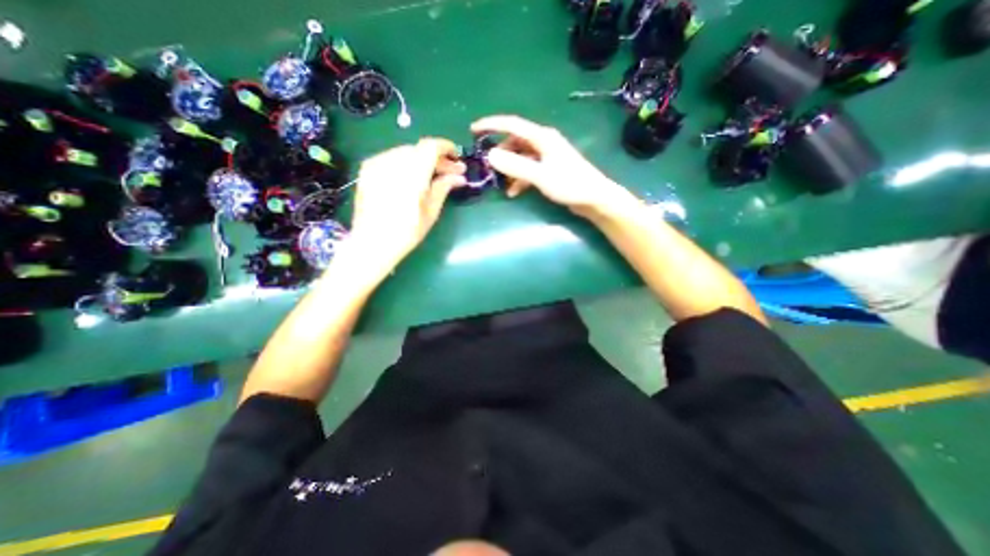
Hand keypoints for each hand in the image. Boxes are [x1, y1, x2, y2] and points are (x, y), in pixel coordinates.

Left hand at [346, 136, 466, 273]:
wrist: (372, 243)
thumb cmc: (406, 233)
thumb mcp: (430, 212)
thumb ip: (443, 188)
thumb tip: (458, 176)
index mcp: (411, 175)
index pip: (430, 147)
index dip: (446, 147)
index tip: (457, 156)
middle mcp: (392, 163)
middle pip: (419, 149)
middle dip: (437, 158)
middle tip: (450, 172)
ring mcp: (377, 164)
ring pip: (406, 152)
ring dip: (422, 160)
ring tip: (431, 176)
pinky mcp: (367, 169)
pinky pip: (392, 158)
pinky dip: (406, 163)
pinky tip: (411, 177)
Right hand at [470, 115, 633, 218]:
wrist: (593, 198)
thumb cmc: (569, 184)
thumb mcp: (540, 176)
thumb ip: (515, 166)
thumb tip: (490, 155)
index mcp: (542, 137)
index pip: (512, 124)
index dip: (491, 125)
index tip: (473, 130)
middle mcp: (543, 143)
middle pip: (515, 142)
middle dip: (500, 153)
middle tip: (487, 166)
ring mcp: (546, 156)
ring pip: (520, 157)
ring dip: (509, 169)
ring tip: (500, 183)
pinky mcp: (549, 169)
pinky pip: (528, 170)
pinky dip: (519, 179)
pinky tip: (513, 192)